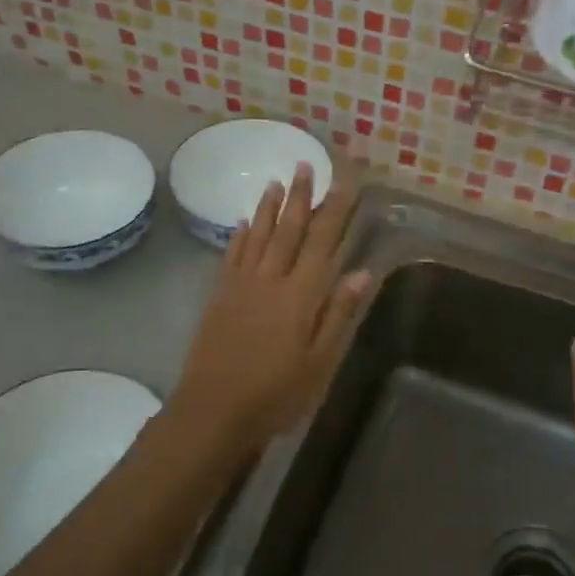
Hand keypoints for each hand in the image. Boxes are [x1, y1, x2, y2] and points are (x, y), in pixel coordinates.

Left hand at [167, 164, 369, 465]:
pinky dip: (240, 235)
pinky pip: (232, 256)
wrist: (213, 411)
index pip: (323, 242)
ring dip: (270, 207)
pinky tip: (245, 220)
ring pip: (259, 235)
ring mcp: (241, 286)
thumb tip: (362, 272)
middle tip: (306, 164)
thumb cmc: (276, 394)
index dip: (335, 210)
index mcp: (301, 296)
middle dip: (301, 196)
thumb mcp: (319, 362)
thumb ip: (338, 314)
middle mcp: (271, 280)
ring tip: (277, 180)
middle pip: (289, 230)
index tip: (344, 182)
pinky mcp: (219, 296)